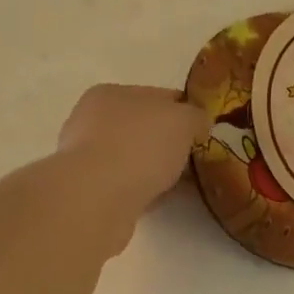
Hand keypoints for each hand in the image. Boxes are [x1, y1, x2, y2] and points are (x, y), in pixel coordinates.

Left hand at [58, 84, 209, 215]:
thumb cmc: (139, 146)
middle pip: (143, 129)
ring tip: (185, 184)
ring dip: (157, 170)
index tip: (205, 131)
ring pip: (134, 160)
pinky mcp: (90, 192)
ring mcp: (88, 159)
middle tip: (197, 160)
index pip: (156, 96)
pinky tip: (163, 200)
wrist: (98, 199)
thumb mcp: (183, 120)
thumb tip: (199, 124)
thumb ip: (195, 116)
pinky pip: (128, 186)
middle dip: (170, 144)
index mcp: (111, 94)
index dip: (185, 111)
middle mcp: (93, 122)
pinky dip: (146, 190)